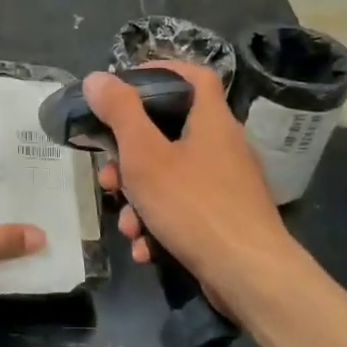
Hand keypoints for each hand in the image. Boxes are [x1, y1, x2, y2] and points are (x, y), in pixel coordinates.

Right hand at [87, 62, 288, 301]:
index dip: (160, 72)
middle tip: (109, 176)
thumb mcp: (145, 155)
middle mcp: (223, 147)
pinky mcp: (225, 219)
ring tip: (127, 225)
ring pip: (171, 177)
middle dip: (130, 157)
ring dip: (140, 199)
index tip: (124, 87)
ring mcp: (226, 186)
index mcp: (211, 121)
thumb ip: (120, 114)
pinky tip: (145, 248)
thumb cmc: (194, 205)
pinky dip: (160, 224)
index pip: (193, 76)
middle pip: (169, 134)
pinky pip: (183, 210)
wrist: (249, 275)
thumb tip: (98, 78)